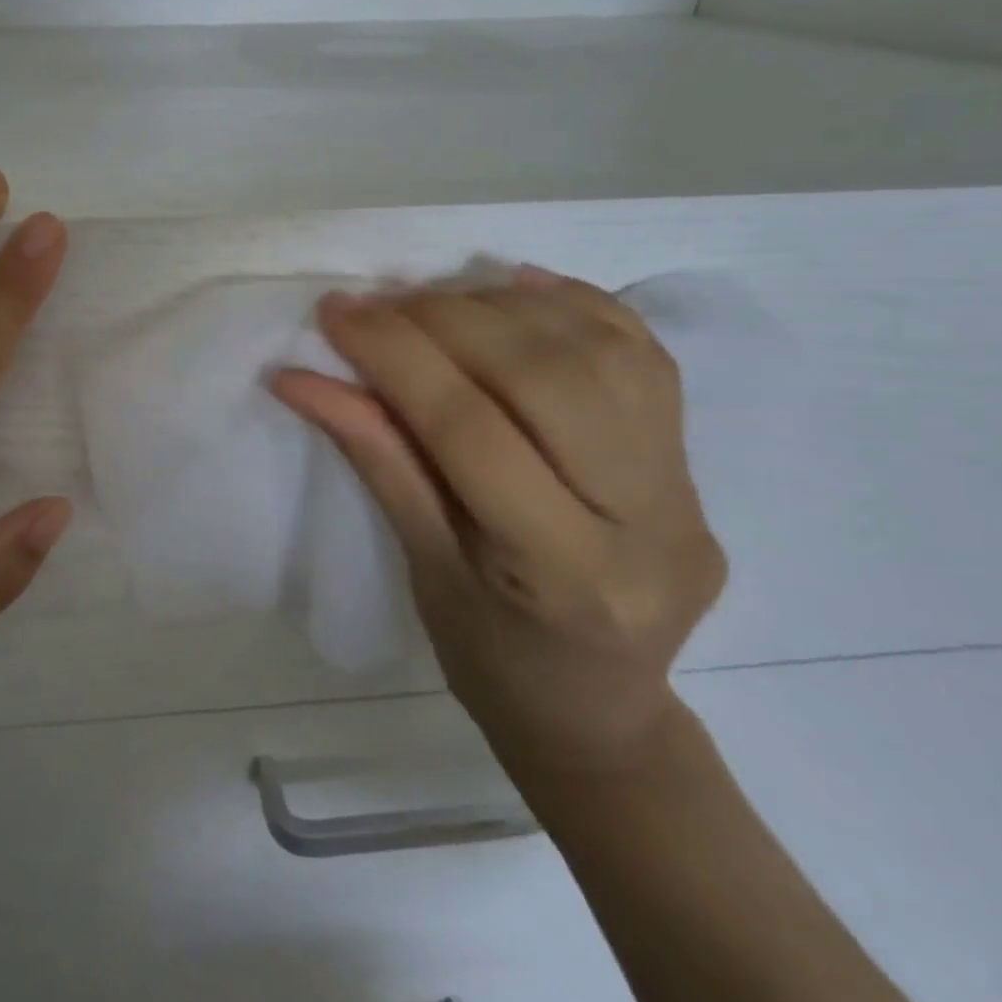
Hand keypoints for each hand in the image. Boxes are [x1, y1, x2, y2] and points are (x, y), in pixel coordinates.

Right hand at [273, 267, 725, 780]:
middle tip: (378, 304)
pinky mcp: (697, 460)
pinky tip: (513, 288)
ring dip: (503, 306)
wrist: (602, 713)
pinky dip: (572, 304)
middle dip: (446, 319)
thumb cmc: (492, 659)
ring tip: (434, 301)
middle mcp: (645, 521)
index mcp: (563, 573)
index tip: (336, 312)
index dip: (394, 356)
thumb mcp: (421, 566)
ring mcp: (686, 486)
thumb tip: (303, 378)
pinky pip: (641, 352)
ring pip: (599, 349)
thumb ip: (375, 456)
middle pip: (544, 375)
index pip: (469, 429)